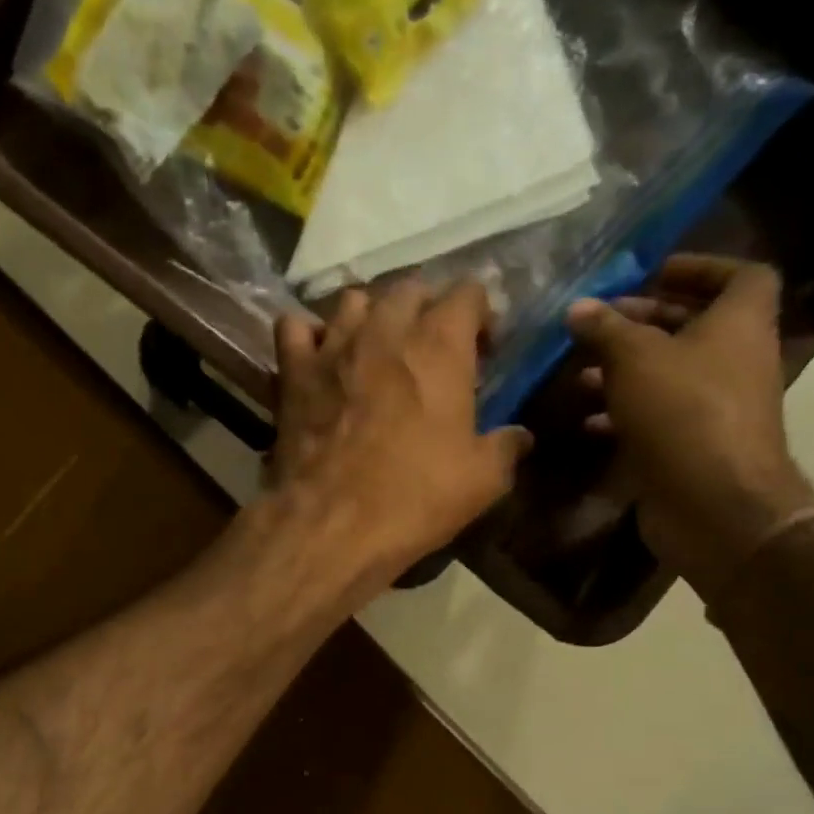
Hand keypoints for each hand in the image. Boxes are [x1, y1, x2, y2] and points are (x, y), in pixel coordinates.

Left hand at [267, 278, 532, 594]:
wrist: (331, 524)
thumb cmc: (413, 497)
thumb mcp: (481, 481)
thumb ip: (505, 448)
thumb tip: (520, 436)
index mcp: (439, 346)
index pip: (468, 292)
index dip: (480, 315)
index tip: (483, 351)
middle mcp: (385, 330)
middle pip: (410, 289)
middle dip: (427, 310)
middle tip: (432, 352)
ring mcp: (332, 346)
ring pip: (353, 301)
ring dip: (370, 316)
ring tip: (376, 351)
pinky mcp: (293, 372)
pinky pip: (294, 328)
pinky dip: (308, 337)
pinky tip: (319, 360)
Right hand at [568, 255, 813, 599]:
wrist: (714, 504)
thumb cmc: (683, 412)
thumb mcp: (635, 358)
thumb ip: (606, 329)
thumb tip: (578, 307)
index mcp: (739, 323)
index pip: (740, 275)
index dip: (699, 267)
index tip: (652, 273)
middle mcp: (734, 360)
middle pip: (694, 326)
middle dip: (644, 322)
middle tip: (599, 324)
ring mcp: (714, 408)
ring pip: (669, 375)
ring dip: (625, 370)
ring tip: (579, 373)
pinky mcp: (692, 446)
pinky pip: (657, 417)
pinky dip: (624, 414)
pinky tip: (587, 420)